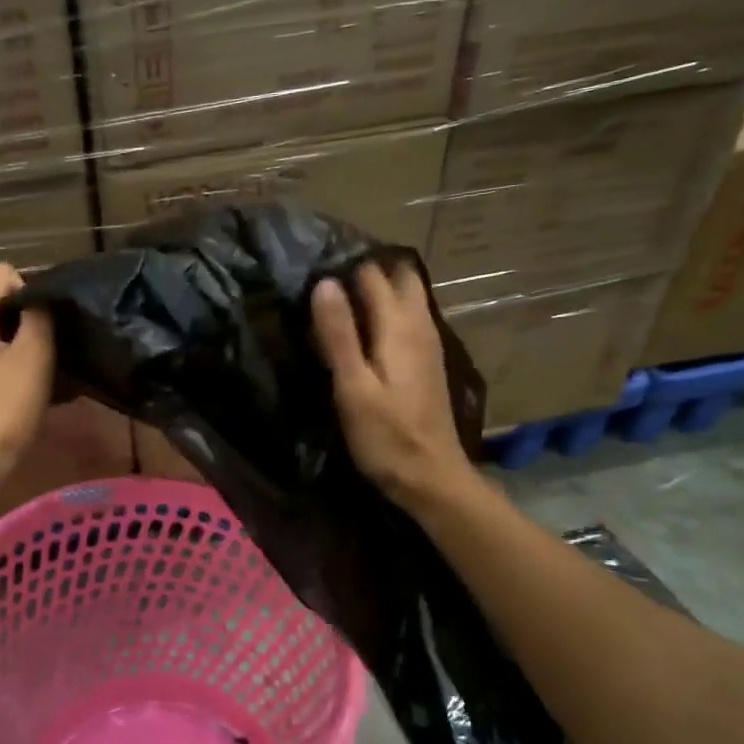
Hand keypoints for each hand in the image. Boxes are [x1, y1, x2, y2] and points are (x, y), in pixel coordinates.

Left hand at [0, 263, 54, 505]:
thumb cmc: (1, 411)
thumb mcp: (33, 358)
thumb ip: (38, 317)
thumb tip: (39, 297)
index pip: (2, 273)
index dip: (32, 289)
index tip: (50, 322)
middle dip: (23, 318)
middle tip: (51, 349)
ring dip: (13, 344)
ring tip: (38, 372)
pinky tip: (16, 390)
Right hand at [311, 262, 475, 512]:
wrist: (431, 477)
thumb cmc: (386, 436)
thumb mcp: (353, 387)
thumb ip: (339, 334)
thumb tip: (324, 282)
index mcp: (400, 326)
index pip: (374, 274)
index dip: (345, 267)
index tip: (312, 269)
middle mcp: (420, 325)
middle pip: (399, 277)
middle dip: (367, 271)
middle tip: (326, 282)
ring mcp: (427, 343)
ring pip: (406, 297)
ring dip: (377, 291)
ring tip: (336, 301)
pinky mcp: (425, 362)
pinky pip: (407, 318)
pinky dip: (385, 312)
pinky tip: (361, 331)